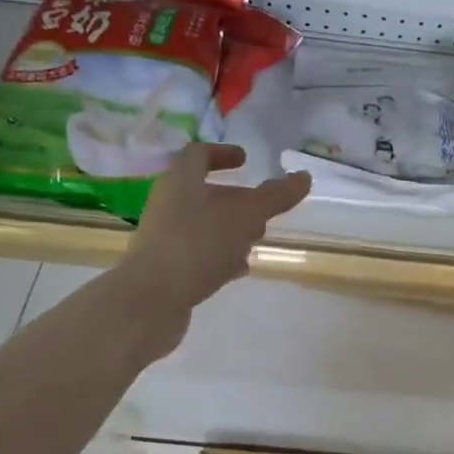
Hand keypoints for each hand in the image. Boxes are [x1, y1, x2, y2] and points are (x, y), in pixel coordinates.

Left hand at [125, 143, 310, 317]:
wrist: (150, 300)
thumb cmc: (197, 245)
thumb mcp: (245, 216)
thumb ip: (275, 197)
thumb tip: (304, 176)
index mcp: (181, 182)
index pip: (199, 155)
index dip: (223, 153)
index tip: (245, 160)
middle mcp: (168, 205)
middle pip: (203, 192)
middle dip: (235, 198)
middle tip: (263, 207)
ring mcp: (165, 238)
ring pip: (202, 224)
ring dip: (230, 228)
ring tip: (257, 239)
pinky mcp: (167, 269)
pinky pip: (198, 253)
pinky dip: (221, 255)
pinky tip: (240, 269)